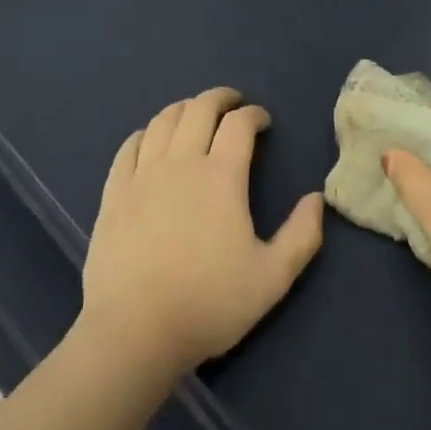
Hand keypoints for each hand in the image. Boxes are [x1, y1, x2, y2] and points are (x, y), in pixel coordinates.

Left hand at [80, 87, 324, 377]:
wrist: (134, 331)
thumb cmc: (208, 303)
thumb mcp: (272, 277)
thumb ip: (301, 236)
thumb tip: (316, 199)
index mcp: (222, 176)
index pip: (239, 124)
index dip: (254, 114)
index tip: (262, 121)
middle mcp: (181, 162)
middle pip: (199, 109)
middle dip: (220, 98)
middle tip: (232, 103)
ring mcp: (142, 174)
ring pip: (163, 121)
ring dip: (184, 108)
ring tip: (194, 113)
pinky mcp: (114, 192)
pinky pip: (128, 147)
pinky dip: (145, 133)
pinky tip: (150, 139)